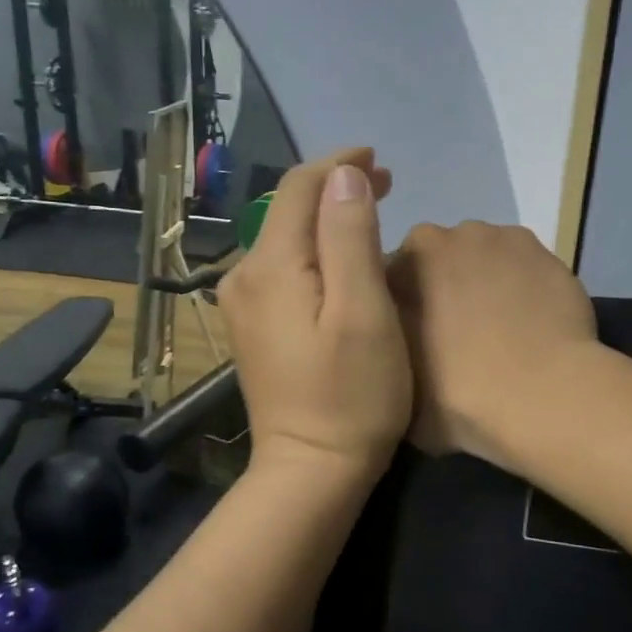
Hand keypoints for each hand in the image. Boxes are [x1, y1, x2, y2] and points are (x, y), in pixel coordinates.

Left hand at [218, 148, 409, 480]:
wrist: (310, 471)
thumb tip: (344, 175)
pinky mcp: (253, 329)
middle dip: (334, 188)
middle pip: (287, 210)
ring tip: (369, 214)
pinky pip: (282, 269)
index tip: (380, 159)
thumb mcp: (362, 311)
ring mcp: (244, 306)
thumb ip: (350, 236)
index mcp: (271, 266)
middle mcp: (245, 277)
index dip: (339, 164)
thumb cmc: (351, 395)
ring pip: (284, 239)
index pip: (299, 188)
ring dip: (324, 219)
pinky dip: (313, 251)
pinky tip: (340, 261)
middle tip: (386, 184)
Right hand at [388, 222, 596, 469]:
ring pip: (488, 260)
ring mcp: (508, 241)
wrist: (541, 397)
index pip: (395, 275)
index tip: (413, 341)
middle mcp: (456, 235)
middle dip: (445, 288)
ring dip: (487, 286)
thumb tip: (392, 340)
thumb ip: (386, 347)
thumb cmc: (456, 393)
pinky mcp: (551, 258)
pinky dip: (525, 292)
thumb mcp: (395, 381)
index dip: (403, 308)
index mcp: (411, 258)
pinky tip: (532, 330)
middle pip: (443, 260)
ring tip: (499, 334)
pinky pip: (527, 272)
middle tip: (455, 338)